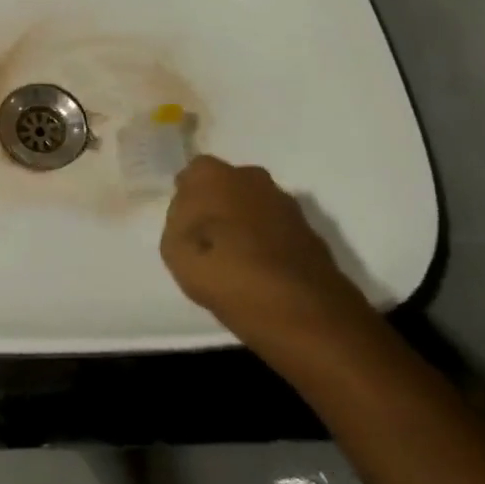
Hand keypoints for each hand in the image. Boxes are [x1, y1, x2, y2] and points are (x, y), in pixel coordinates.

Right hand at [160, 157, 370, 353]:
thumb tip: (193, 213)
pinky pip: (276, 229)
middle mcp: (251, 177)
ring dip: (245, 223)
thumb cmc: (223, 272)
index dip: (187, 198)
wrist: (300, 309)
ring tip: (235, 260)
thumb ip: (178, 221)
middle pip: (226, 185)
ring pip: (254, 205)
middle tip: (208, 240)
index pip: (192, 174)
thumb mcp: (174, 249)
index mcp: (213, 175)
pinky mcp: (310, 231)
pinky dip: (268, 242)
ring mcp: (285, 203)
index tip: (184, 225)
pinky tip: (261, 270)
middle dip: (218, 205)